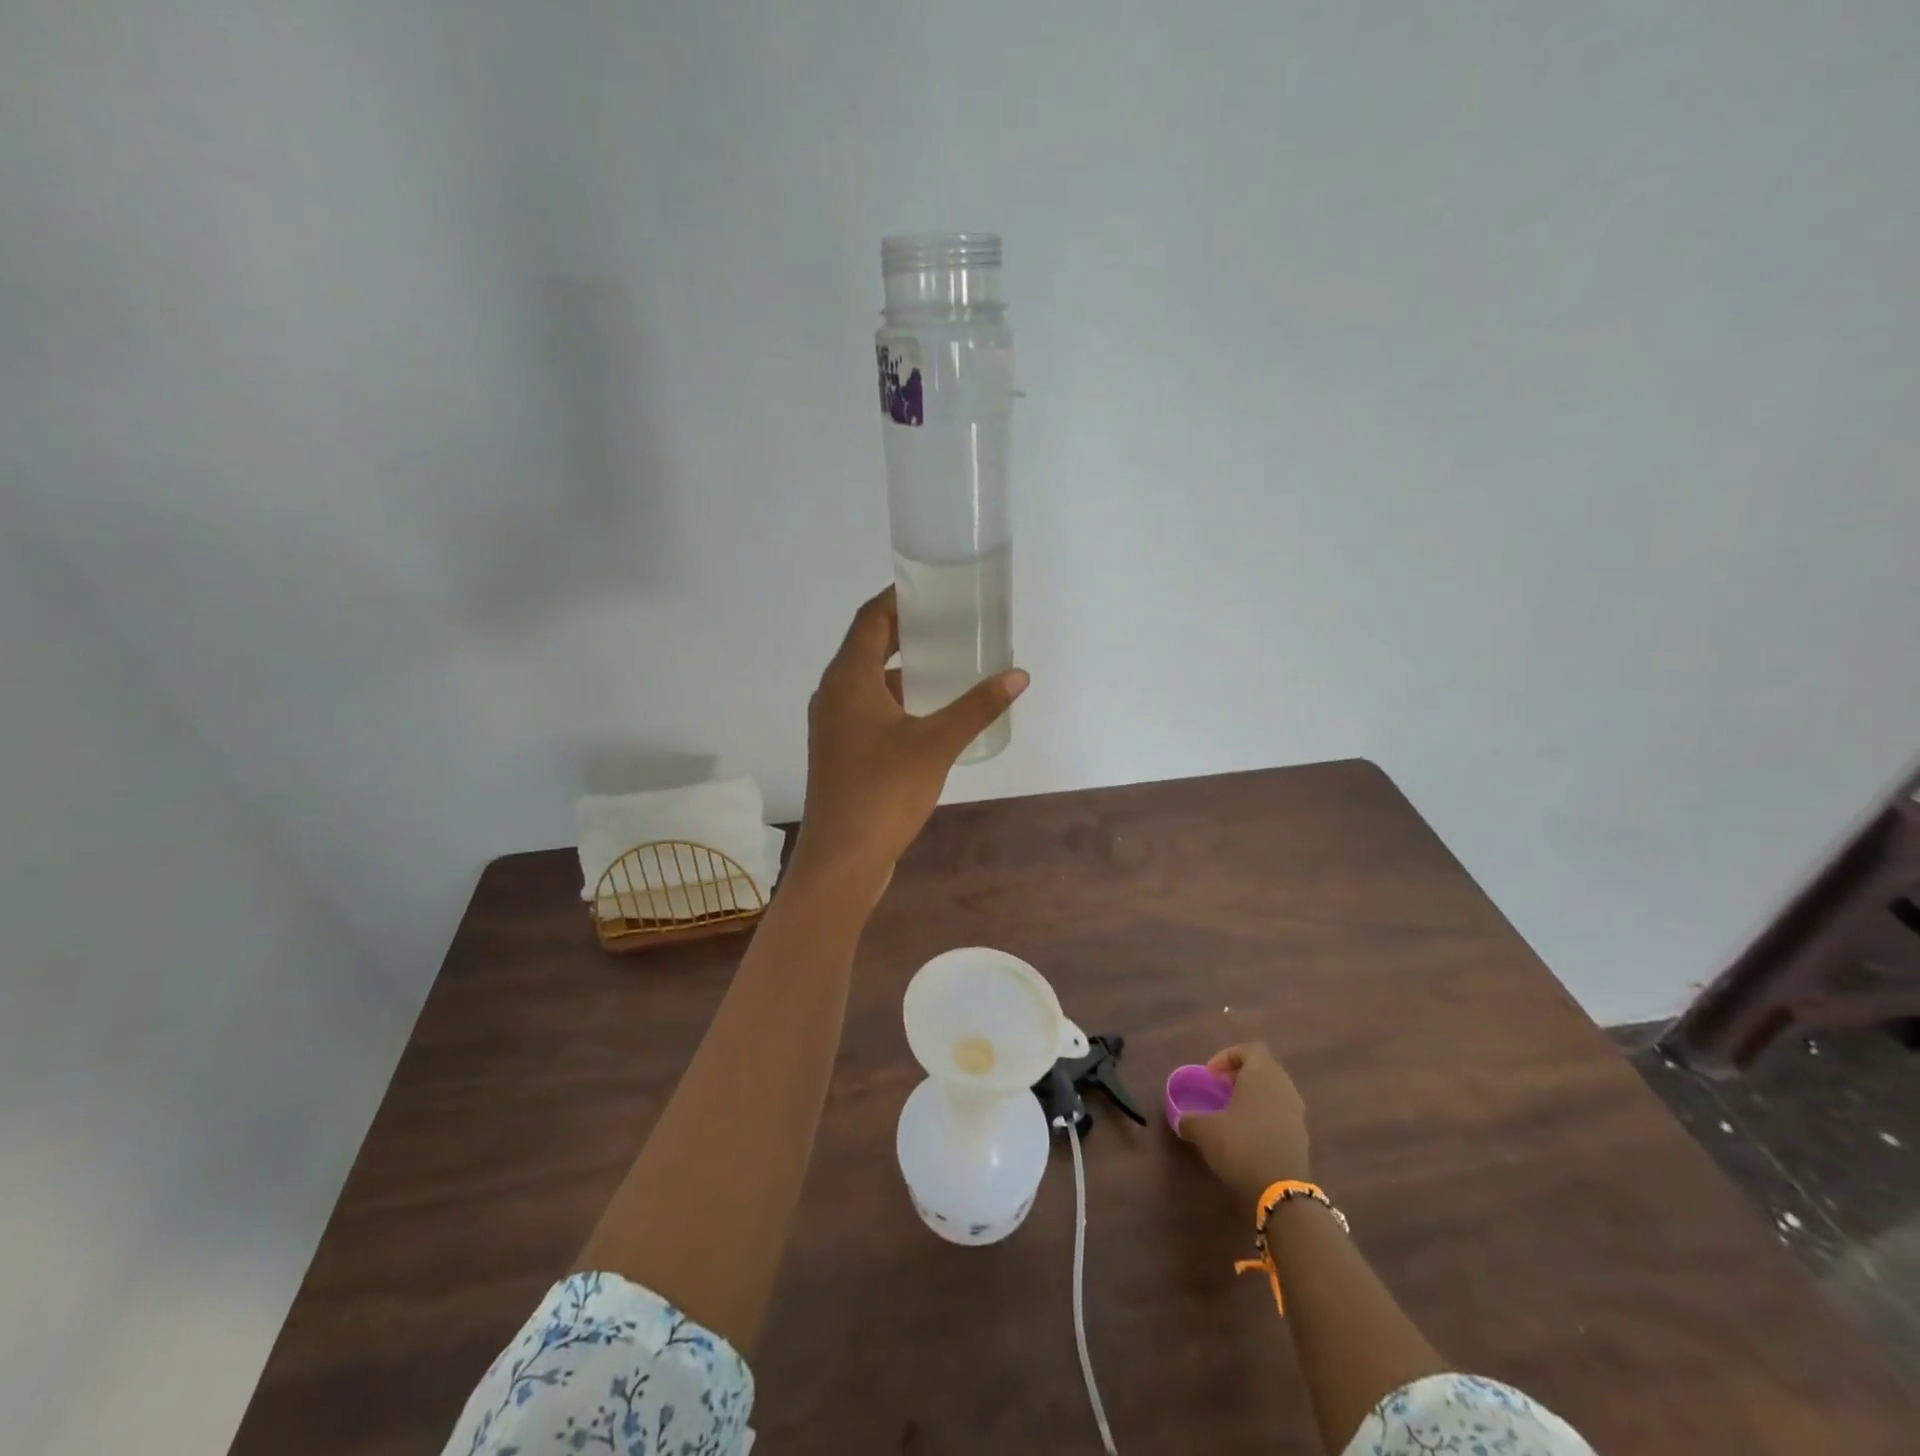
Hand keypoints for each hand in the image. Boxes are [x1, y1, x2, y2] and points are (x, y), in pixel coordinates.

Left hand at [791, 587, 1027, 894]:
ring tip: (945, 661)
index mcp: (848, 679)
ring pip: (867, 681)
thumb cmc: (884, 791)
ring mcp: (832, 725)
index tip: (931, 587)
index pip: (870, 619)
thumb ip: (977, 707)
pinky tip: (929, 712)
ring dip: (901, 668)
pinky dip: (895, 700)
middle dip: (904, 631)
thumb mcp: (937, 744)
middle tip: (947, 621)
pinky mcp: (839, 751)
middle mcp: (832, 694)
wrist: (843, 858)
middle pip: (867, 646)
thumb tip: (1018, 676)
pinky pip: (867, 709)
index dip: (898, 598)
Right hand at [1179, 1042, 1309, 1200]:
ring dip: (1253, 1097)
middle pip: (1263, 1068)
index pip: (1250, 1049)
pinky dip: (1264, 1117)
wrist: (1281, 1191)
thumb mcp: (1204, 1131)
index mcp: (1262, 1074)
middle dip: (1240, 1076)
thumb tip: (1180, 1120)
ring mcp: (1296, 1112)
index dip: (1228, 1056)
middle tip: (1220, 1091)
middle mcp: (1283, 1087)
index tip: (1211, 1075)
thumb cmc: (1241, 1145)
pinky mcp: (1301, 1137)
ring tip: (1232, 1115)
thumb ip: (1189, 1119)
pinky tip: (1248, 1137)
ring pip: (1273, 1092)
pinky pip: (1281, 1114)